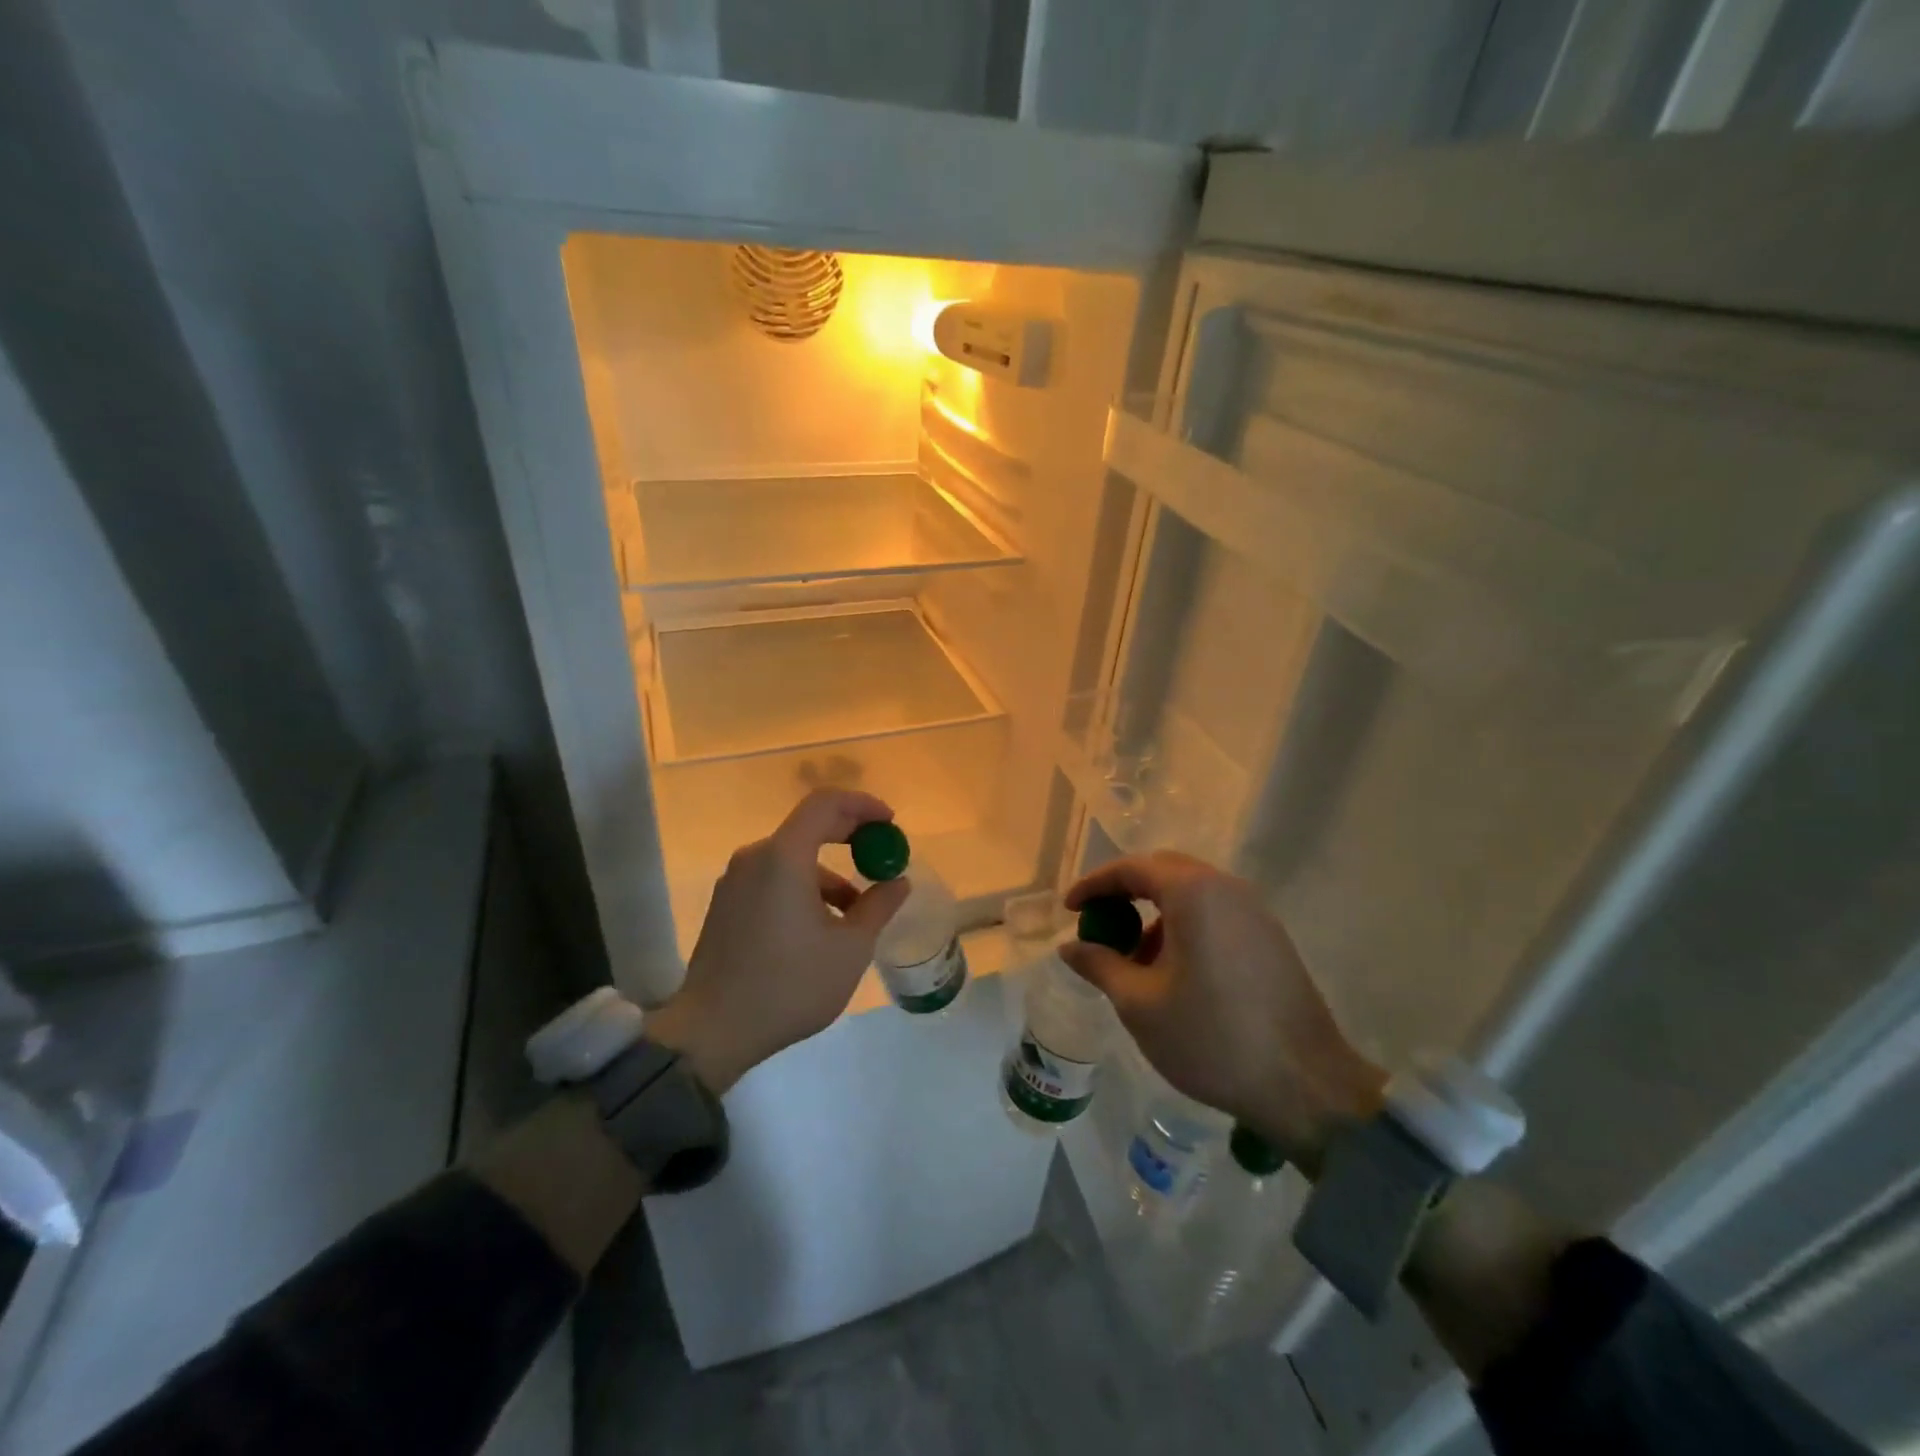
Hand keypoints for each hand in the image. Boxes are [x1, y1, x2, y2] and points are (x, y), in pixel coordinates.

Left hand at [647, 789, 910, 1092]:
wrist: (713, 1031)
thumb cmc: (789, 984)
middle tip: (882, 855)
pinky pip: (773, 878)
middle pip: (808, 826)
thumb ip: (878, 906)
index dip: (862, 805)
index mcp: (783, 857)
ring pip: (792, 859)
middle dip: (850, 836)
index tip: (890, 822)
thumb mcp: (850, 948)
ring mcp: (735, 881)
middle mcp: (755, 858)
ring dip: (829, 873)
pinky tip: (822, 926)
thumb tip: (898, 881)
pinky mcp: (727, 905)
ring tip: (858, 911)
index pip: (826, 803)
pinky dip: (804, 887)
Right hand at [1061, 851, 1384, 1178]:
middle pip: (1164, 872)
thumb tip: (1070, 947)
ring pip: (1191, 895)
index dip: (1094, 885)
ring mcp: (1255, 912)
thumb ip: (1100, 964)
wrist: (1306, 1086)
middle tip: (1097, 924)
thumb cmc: (1211, 1037)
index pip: (1132, 869)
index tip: (1069, 908)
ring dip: (1155, 914)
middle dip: (1125, 894)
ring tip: (1133, 960)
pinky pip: (1215, 915)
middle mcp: (1227, 888)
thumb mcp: (1139, 1003)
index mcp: (1194, 893)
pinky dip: (1184, 928)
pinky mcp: (1270, 939)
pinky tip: (1173, 973)